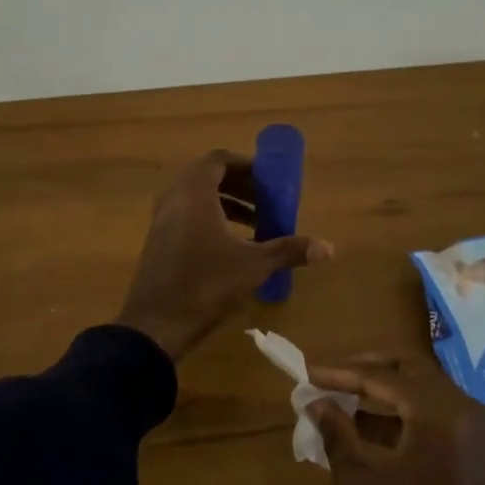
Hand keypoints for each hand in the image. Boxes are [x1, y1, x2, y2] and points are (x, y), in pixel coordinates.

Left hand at [115, 150, 331, 359]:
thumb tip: (329, 248)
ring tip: (256, 225)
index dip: (246, 165)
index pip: (219, 160)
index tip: (269, 179)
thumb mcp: (253, 266)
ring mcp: (161, 221)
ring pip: (196, 200)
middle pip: (208, 178)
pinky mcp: (158, 243)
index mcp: (194, 193)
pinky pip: (186, 217)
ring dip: (227, 205)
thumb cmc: (206, 284)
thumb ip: (288, 250)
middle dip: (240, 187)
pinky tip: (232, 248)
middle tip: (267, 202)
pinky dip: (210, 221)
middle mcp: (174, 199)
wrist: (156, 324)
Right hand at [307, 356, 484, 484]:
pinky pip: (436, 416)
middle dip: (367, 370)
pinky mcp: (478, 452)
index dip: (341, 371)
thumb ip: (336, 432)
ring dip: (384, 392)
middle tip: (329, 377)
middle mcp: (467, 411)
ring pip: (425, 391)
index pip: (384, 375)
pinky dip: (403, 415)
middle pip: (411, 370)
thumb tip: (317, 402)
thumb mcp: (358, 483)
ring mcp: (478, 432)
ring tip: (341, 401)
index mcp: (440, 414)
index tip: (307, 371)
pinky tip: (368, 428)